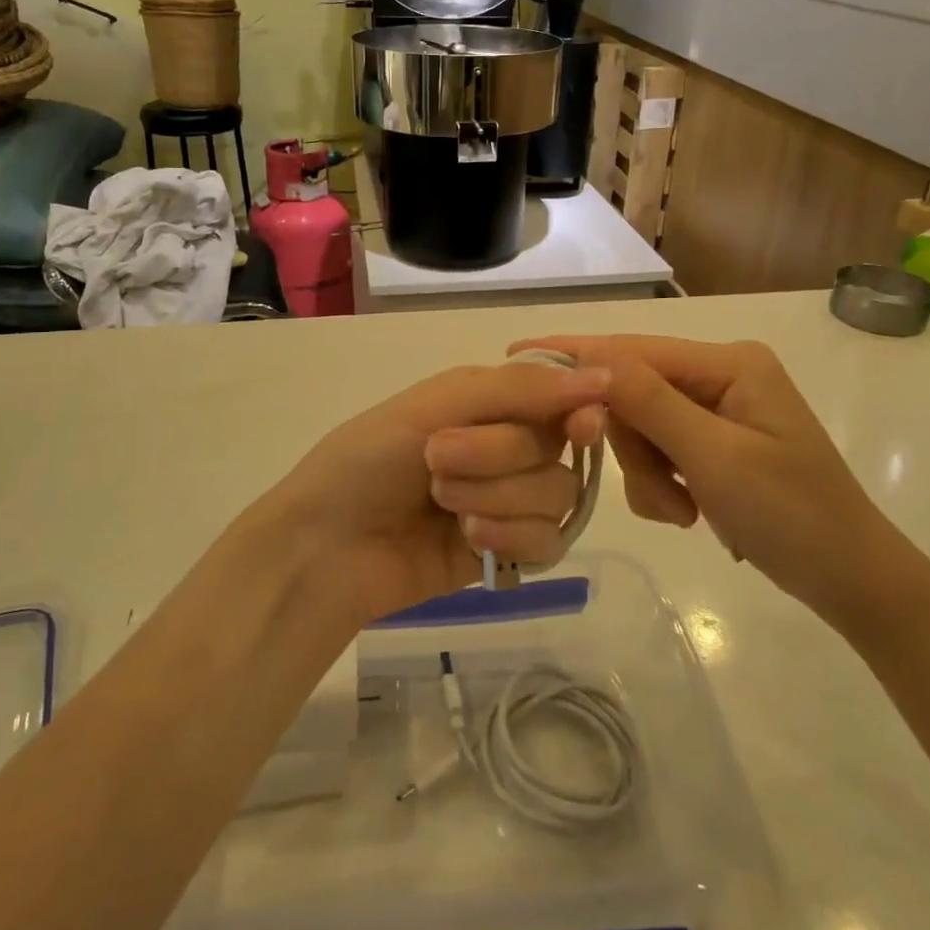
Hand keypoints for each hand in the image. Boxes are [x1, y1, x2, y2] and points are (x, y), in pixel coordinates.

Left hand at [253, 361, 609, 627]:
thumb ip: (519, 390)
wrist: (325, 547)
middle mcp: (506, 447)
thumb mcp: (436, 404)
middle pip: (554, 449)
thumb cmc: (368, 459)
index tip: (578, 425)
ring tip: (443, 506)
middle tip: (437, 462)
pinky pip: (549, 542)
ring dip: (499, 498)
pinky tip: (470, 541)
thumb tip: (605, 377)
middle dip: (497, 456)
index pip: (561, 397)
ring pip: (557, 496)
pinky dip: (512, 537)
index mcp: (489, 402)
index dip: (578, 410)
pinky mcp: (507, 552)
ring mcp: (508, 502)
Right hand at [514, 335, 908, 626]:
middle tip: (664, 495)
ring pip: (640, 428)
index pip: (633, 350)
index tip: (516, 358)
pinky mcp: (711, 442)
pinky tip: (692, 513)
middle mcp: (718, 375)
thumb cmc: (793, 515)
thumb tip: (590, 360)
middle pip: (633, 393)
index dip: (575, 355)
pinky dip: (662, 485)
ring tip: (684, 513)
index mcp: (727, 363)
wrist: (851, 579)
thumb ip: (650, 403)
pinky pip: (658, 452)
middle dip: (635, 448)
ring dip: (650, 476)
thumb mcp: (715, 458)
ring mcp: (715, 410)